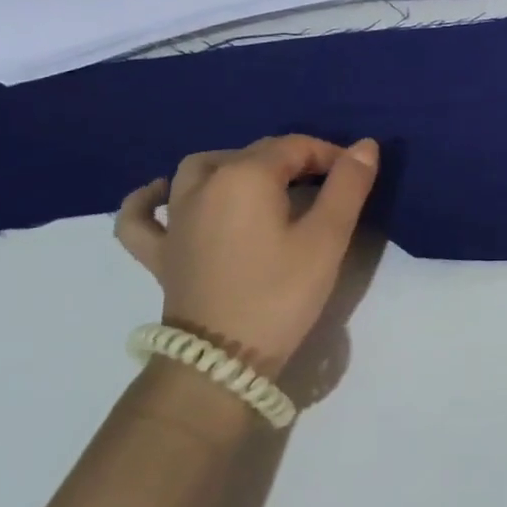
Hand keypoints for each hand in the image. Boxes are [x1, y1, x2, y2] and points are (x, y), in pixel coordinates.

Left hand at [115, 135, 379, 373]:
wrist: (221, 361)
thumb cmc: (281, 293)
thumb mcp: (327, 237)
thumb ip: (348, 185)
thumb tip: (365, 145)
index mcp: (245, 176)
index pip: (294, 146)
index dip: (329, 154)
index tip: (354, 175)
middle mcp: (203, 185)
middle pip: (253, 154)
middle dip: (293, 159)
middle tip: (326, 185)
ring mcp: (174, 219)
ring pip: (198, 170)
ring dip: (232, 164)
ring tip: (261, 181)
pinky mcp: (159, 253)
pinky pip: (140, 216)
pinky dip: (149, 199)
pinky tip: (162, 194)